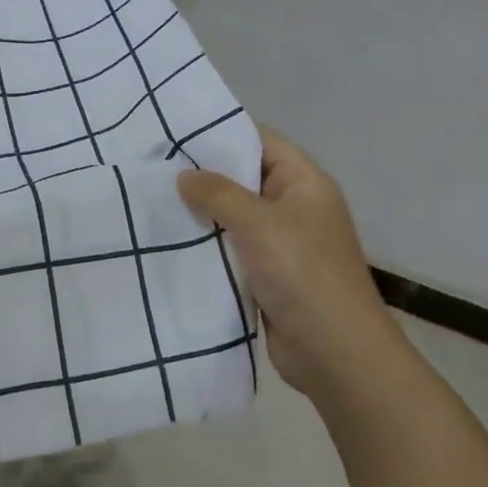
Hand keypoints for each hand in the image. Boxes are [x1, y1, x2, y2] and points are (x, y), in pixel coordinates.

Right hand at [178, 127, 399, 398]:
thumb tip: (183, 176)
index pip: (261, 141)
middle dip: (203, 176)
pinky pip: (233, 250)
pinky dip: (207, 246)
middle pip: (244, 179)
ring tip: (152, 202)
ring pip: (235, 218)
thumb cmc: (302, 274)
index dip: (221, 134)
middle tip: (153, 169)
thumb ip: (218, 193)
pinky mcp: (269, 276)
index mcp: (305, 183)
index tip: (175, 133)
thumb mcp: (258, 223)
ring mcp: (282, 244)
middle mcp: (295, 207)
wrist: (335, 353)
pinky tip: (170, 243)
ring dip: (202, 214)